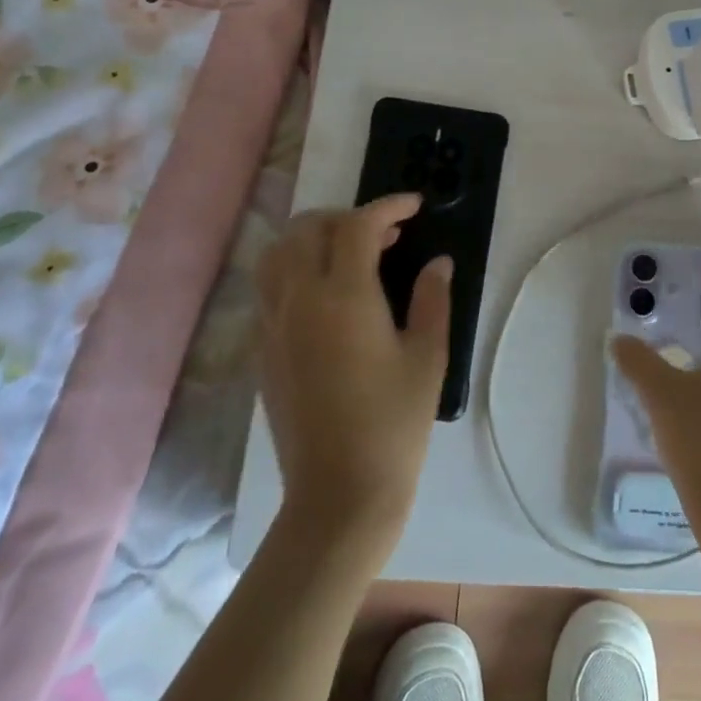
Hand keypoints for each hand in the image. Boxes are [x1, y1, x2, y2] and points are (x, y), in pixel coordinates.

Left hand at [253, 195, 450, 554]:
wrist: (339, 494)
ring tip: (348, 255)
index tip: (414, 206)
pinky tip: (326, 295)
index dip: (388, 206)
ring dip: (312, 238)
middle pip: (307, 229)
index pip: (357, 226)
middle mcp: (299, 300)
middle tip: (386, 235)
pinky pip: (269, 287)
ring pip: (277, 254)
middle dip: (347, 218)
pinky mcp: (263, 351)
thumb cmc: (394, 424)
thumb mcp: (428, 357)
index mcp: (342, 297)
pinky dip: (295, 269)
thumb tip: (437, 263)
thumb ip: (432, 300)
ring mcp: (274, 325)